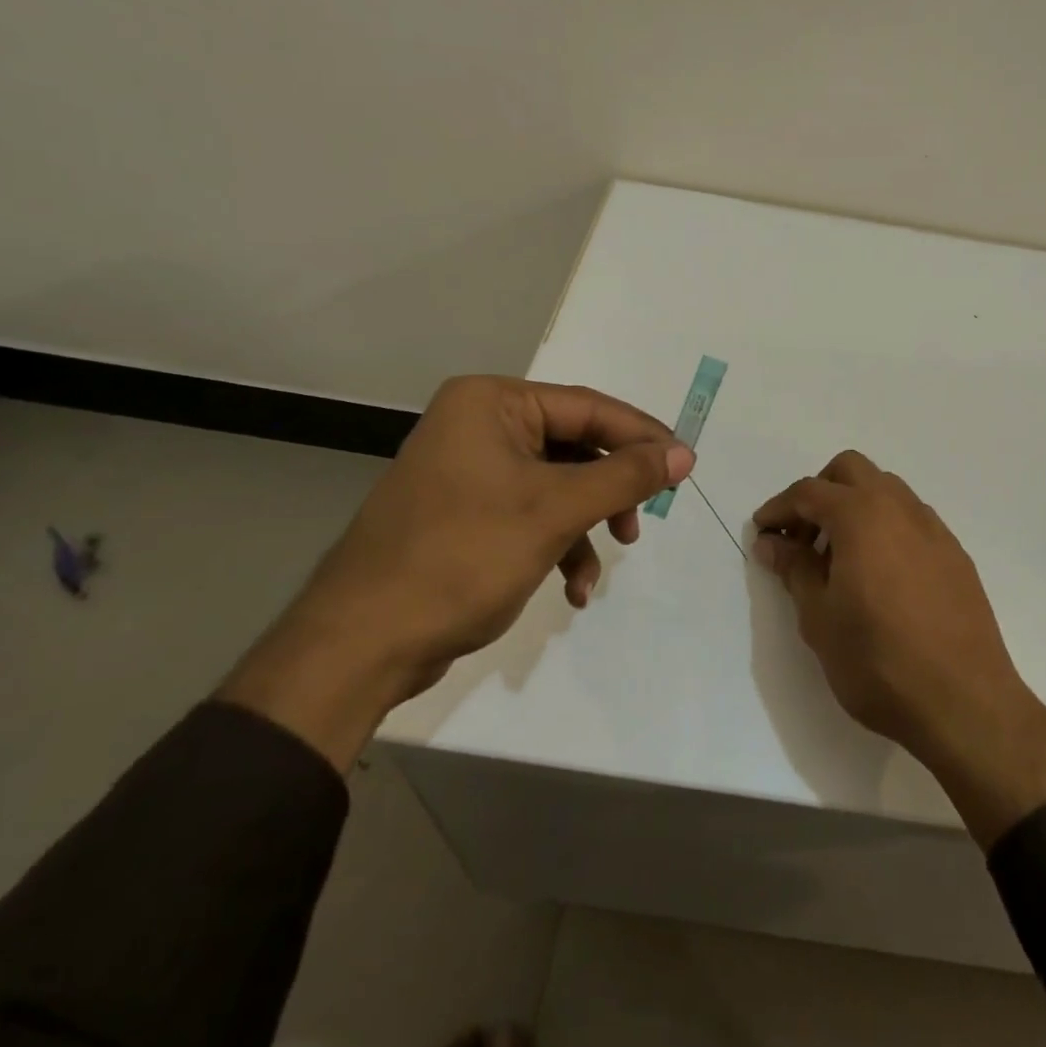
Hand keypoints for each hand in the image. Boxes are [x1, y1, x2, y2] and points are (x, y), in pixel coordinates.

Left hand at [222, 376, 691, 769]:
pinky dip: (557, 545)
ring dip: (586, 526)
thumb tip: (683, 454)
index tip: (684, 465)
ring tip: (599, 570)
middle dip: (610, 490)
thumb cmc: (462, 557)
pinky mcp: (465, 511)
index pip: (587, 407)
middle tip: (642, 521)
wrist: (362, 643)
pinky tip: (570, 588)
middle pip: (573, 446)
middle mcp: (479, 424)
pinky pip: (529, 512)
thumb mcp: (555, 511)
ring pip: (556, 484)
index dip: (641, 436)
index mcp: (491, 402)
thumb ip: (625, 477)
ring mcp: (469, 469)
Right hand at [753, 451, 1045, 845]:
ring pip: (886, 489)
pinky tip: (879, 573)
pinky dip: (885, 526)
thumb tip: (772, 542)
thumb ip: (794, 569)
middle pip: (850, 471)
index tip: (762, 531)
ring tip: (839, 556)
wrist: (965, 704)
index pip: (809, 492)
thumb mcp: (820, 618)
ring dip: (855, 505)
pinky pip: (911, 519)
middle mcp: (899, 508)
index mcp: (861, 515)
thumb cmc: (878, 661)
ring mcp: (933, 529)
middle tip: (802, 536)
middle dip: (820, 492)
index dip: (779, 508)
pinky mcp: (955, 554)